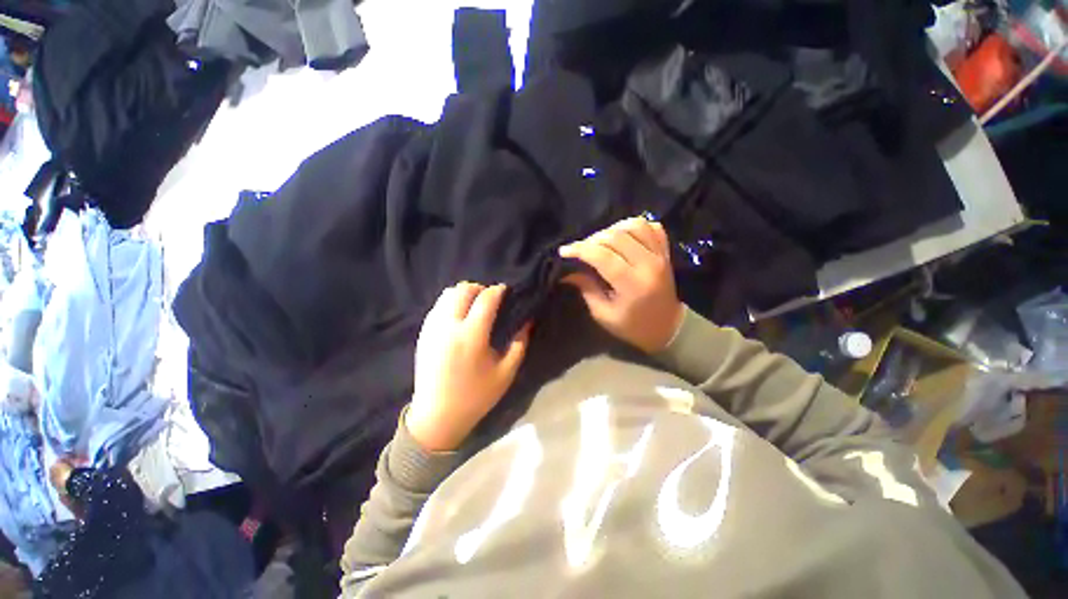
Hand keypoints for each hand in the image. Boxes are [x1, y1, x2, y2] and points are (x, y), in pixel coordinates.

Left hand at [407, 283, 530, 451]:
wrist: (437, 416)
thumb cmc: (476, 396)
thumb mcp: (506, 373)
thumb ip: (520, 343)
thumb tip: (527, 320)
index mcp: (472, 336)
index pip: (486, 299)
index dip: (498, 290)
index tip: (506, 291)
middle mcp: (449, 326)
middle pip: (463, 289)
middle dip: (480, 288)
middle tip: (491, 299)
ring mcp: (433, 328)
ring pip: (447, 294)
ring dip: (464, 294)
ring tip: (475, 306)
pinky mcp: (423, 333)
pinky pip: (437, 306)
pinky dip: (451, 303)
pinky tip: (459, 317)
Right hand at [560, 217, 683, 352]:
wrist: (667, 328)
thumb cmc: (632, 326)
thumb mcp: (604, 314)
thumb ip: (586, 288)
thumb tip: (567, 271)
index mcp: (633, 284)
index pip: (602, 256)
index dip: (580, 250)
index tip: (564, 251)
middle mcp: (648, 264)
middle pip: (615, 237)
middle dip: (591, 240)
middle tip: (580, 250)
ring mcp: (660, 255)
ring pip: (634, 225)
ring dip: (612, 229)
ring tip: (601, 241)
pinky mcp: (665, 252)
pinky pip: (652, 227)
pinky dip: (634, 227)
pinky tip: (623, 236)